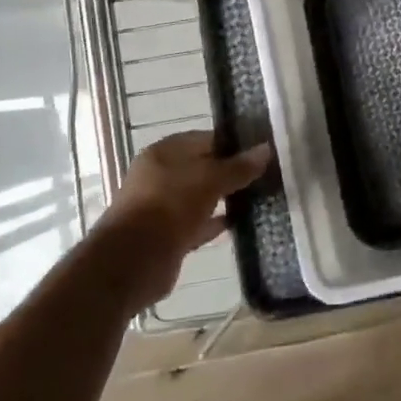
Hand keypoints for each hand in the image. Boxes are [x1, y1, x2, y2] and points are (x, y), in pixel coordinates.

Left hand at [100, 132, 271, 307]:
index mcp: (165, 152)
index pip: (206, 139)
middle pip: (203, 168)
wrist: (133, 261)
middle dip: (232, 172)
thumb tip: (266, 149)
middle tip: (266, 175)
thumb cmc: (170, 206)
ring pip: (202, 196)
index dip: (234, 143)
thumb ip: (238, 167)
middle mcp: (161, 175)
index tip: (263, 151)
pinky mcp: (168, 235)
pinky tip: (241, 222)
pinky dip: (216, 222)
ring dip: (226, 198)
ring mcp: (163, 206)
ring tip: (260, 197)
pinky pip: (198, 223)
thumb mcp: (210, 180)